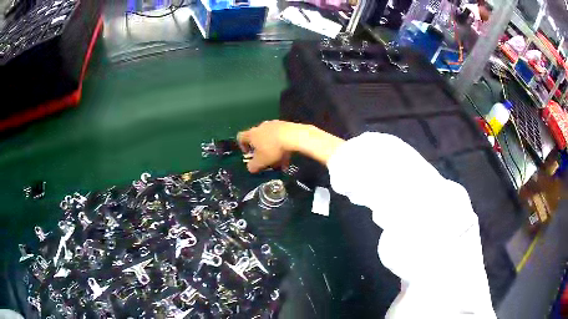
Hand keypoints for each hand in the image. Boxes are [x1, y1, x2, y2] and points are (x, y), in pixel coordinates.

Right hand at [237, 120, 343, 172]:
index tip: (247, 155)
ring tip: (280, 164)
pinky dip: (282, 148)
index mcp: (254, 133)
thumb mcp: (262, 161)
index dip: (242, 146)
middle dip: (260, 151)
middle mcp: (263, 126)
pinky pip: (281, 138)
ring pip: (271, 139)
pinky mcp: (288, 126)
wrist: (296, 136)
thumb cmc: (275, 148)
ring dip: (273, 151)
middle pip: (257, 138)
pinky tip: (289, 159)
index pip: (241, 136)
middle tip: (265, 162)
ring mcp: (276, 125)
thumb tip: (249, 169)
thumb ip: (254, 166)